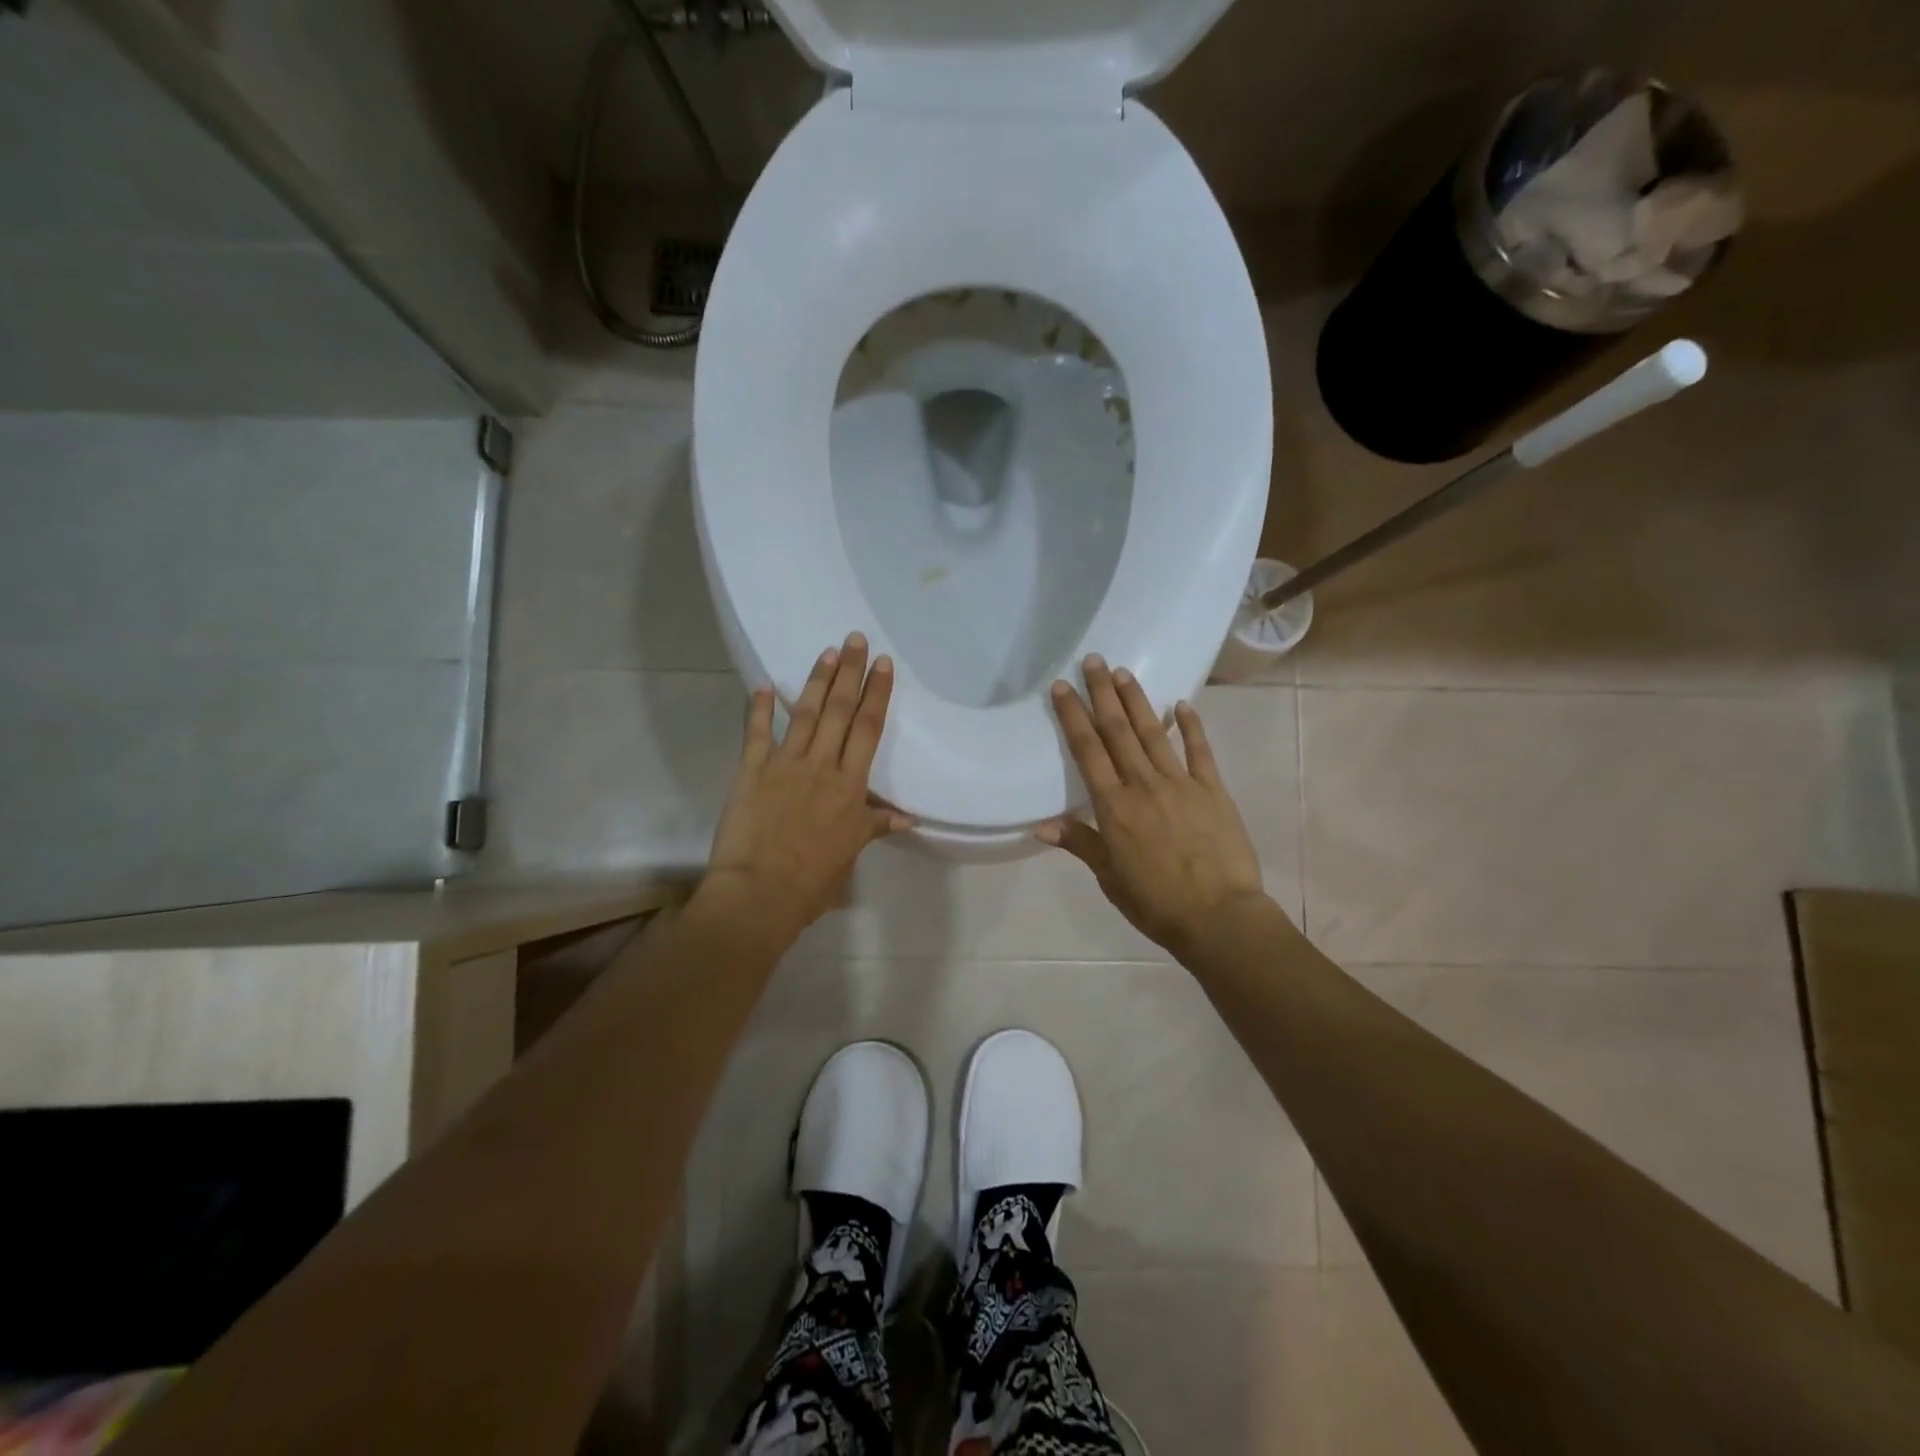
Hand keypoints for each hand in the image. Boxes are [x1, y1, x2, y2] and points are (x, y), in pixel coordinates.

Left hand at [697, 633, 911, 940]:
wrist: (760, 892)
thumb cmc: (812, 879)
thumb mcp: (851, 852)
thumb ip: (875, 826)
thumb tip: (908, 818)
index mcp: (850, 785)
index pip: (868, 729)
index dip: (877, 694)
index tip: (883, 664)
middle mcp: (821, 765)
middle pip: (840, 710)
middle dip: (850, 672)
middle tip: (855, 639)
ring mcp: (785, 764)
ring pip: (806, 713)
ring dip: (817, 681)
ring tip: (827, 652)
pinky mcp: (752, 770)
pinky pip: (757, 733)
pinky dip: (760, 708)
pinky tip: (764, 685)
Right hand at [1039, 655, 1268, 957]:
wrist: (1219, 917)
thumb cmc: (1156, 903)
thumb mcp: (1110, 877)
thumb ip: (1080, 843)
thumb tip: (1041, 825)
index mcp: (1114, 807)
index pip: (1088, 751)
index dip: (1073, 716)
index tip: (1061, 687)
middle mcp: (1143, 785)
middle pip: (1118, 731)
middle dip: (1102, 694)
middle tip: (1094, 660)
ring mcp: (1181, 784)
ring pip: (1153, 733)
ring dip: (1137, 701)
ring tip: (1123, 673)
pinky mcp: (1213, 790)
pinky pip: (1199, 751)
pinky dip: (1191, 726)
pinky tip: (1182, 704)